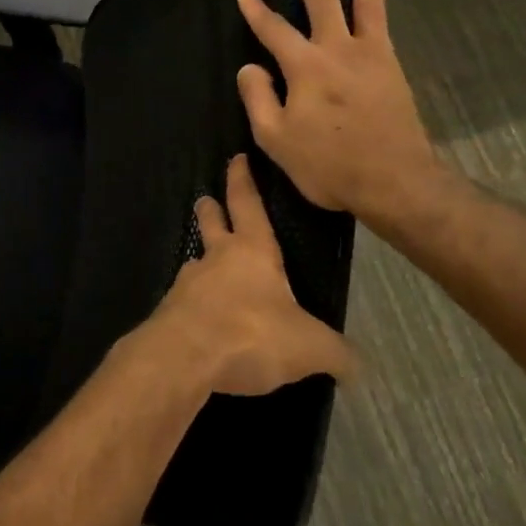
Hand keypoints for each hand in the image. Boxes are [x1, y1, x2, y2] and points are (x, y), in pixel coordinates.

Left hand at [133, 154, 354, 397]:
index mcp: (251, 251)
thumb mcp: (310, 347)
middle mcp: (215, 259)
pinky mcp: (170, 313)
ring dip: (202, 262)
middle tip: (205, 200)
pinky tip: (204, 321)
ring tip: (208, 270)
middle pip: (210, 224)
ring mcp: (187, 285)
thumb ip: (335, 352)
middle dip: (210, 210)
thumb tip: (356, 366)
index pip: (247, 204)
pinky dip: (195, 305)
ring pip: (196, 263)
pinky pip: (186, 302)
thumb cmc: (251, 334)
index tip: (236, 159)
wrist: (183, 358)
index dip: (242, 180)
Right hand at [237, 0, 451, 232]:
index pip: (273, 31)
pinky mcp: (392, 68)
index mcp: (305, 67)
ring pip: (365, 3)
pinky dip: (378, 6)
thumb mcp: (276, 139)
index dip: (256, 12)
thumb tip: (251, 68)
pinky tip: (375, 1)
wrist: (394, 180)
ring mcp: (371, 56)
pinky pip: (383, 26)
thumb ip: (259, 98)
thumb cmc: (328, 164)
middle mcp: (339, 49)